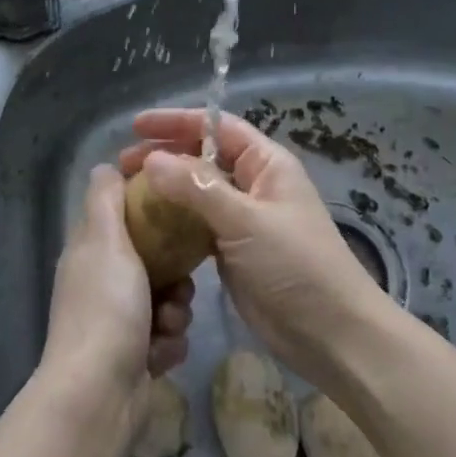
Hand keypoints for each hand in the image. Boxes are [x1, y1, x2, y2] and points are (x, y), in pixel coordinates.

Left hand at [40, 164, 193, 429]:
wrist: (99, 394)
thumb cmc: (106, 308)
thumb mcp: (105, 240)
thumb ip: (106, 199)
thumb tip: (105, 166)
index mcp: (90, 250)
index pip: (124, 214)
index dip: (151, 208)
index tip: (179, 209)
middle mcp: (101, 281)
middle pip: (153, 258)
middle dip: (175, 273)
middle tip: (181, 282)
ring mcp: (116, 320)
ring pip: (166, 297)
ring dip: (175, 311)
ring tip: (169, 324)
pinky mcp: (134, 354)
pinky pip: (166, 334)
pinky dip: (168, 343)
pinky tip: (161, 353)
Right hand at [118, 109, 393, 388]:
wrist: (332, 335)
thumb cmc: (296, 266)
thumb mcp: (246, 221)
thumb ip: (196, 188)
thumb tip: (151, 160)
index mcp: (266, 164)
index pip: (216, 127)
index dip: (176, 122)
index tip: (137, 125)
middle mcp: (254, 184)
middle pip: (202, 158)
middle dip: (164, 156)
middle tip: (123, 165)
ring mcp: (243, 219)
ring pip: (196, 193)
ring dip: (164, 190)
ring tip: (127, 195)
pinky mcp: (233, 251)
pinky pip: (196, 226)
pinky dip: (172, 222)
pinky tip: (146, 228)